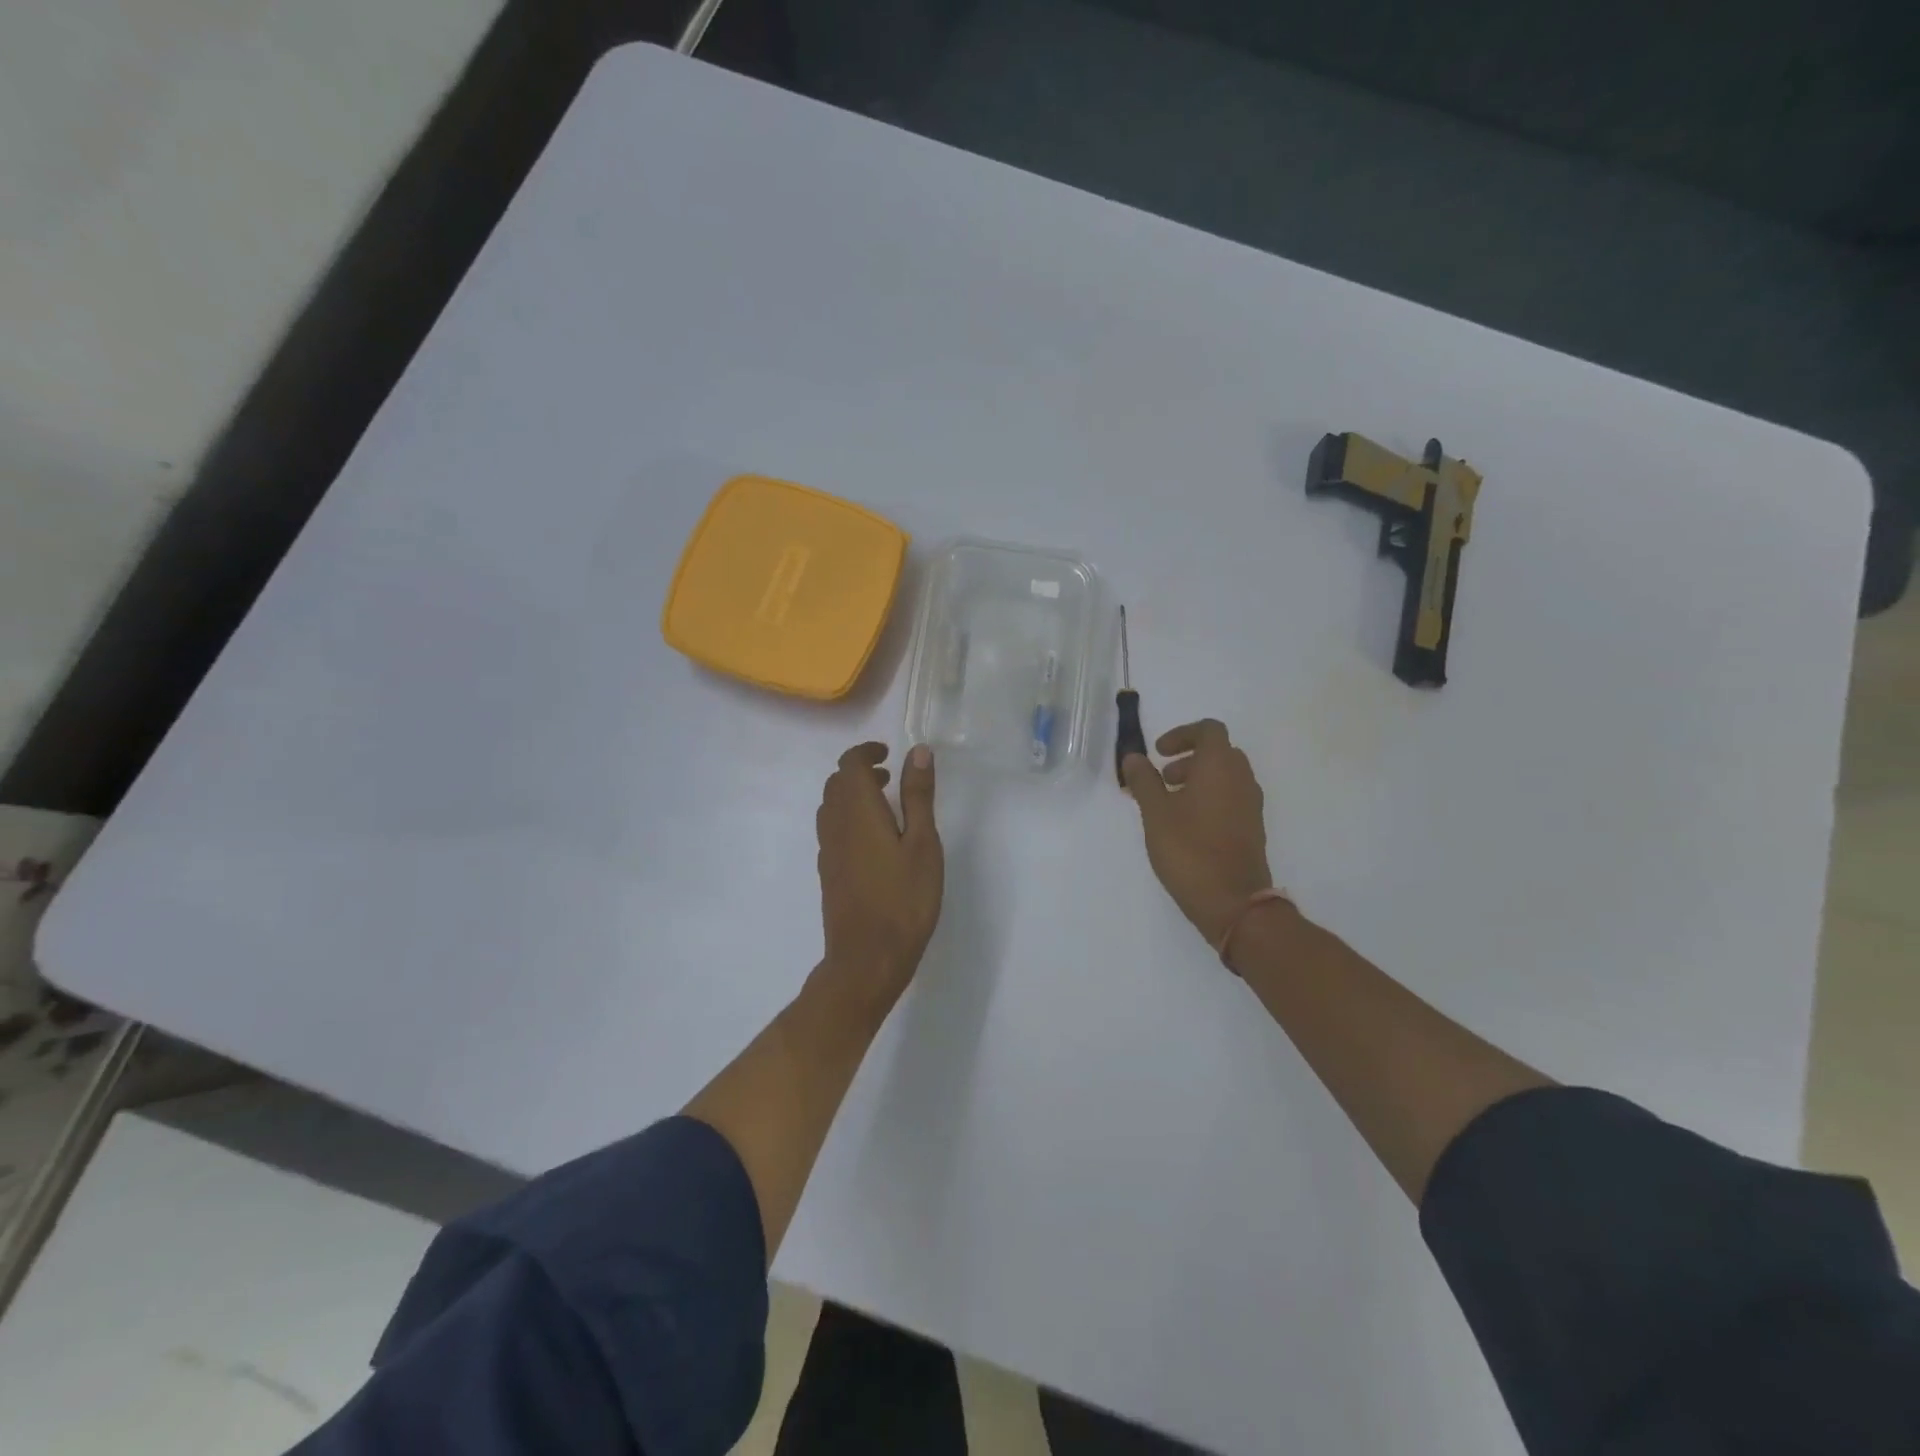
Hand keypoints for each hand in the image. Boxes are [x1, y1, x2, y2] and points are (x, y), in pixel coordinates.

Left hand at [816, 741, 943, 1003]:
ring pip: (831, 807)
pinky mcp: (828, 872)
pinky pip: (832, 829)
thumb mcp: (923, 844)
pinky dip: (849, 818)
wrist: (867, 958)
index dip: (866, 751)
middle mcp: (835, 825)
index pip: (849, 764)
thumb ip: (918, 796)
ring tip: (885, 806)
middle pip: (837, 783)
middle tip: (891, 777)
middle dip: (860, 771)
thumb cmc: (904, 899)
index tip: (889, 754)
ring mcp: (828, 850)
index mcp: (858, 811)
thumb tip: (917, 752)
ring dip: (853, 795)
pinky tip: (874, 840)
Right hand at [1121, 719, 1273, 946]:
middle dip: (1188, 758)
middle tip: (1163, 779)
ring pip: (1225, 776)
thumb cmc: (1189, 849)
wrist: (1233, 901)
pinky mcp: (1252, 827)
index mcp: (1220, 766)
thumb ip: (1143, 781)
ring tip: (1170, 805)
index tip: (1158, 753)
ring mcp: (1251, 804)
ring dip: (1198, 779)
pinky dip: (1209, 798)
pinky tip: (1187, 826)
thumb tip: (1133, 757)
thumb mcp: (1156, 813)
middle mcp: (1242, 778)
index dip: (1182, 735)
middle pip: (1218, 752)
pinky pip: (1231, 798)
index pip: (1208, 730)